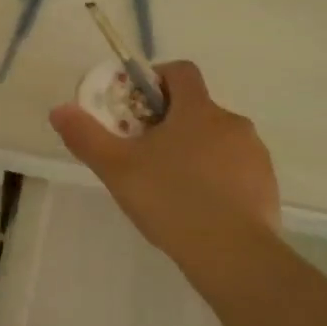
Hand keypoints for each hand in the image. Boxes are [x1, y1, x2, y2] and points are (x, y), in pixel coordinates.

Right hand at [49, 61, 278, 261]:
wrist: (232, 253)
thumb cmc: (171, 200)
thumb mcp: (117, 169)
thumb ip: (86, 136)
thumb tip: (59, 109)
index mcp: (197, 110)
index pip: (181, 71)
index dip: (157, 79)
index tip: (137, 104)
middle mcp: (232, 122)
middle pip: (197, 109)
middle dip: (171, 124)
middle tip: (145, 155)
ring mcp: (254, 154)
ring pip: (218, 140)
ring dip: (196, 151)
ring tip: (172, 187)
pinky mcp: (267, 185)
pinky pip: (236, 170)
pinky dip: (218, 179)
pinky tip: (200, 209)